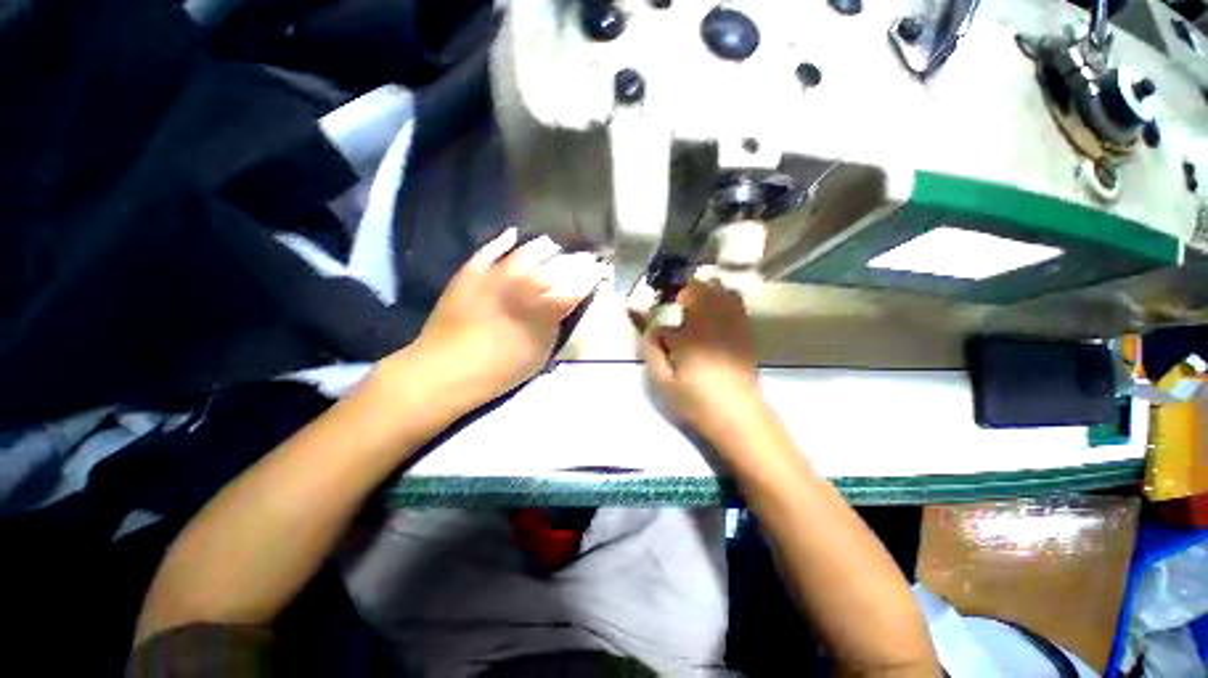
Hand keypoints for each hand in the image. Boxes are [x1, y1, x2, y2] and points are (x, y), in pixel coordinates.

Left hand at [404, 228, 606, 411]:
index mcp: (547, 306)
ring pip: (527, 250)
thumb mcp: (541, 352)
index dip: (590, 276)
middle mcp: (526, 282)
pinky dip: (503, 241)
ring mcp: (497, 273)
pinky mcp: (472, 271)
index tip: (598, 270)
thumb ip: (556, 324)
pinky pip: (491, 249)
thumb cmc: (502, 369)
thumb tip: (563, 304)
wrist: (446, 369)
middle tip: (582, 257)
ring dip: (543, 248)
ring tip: (551, 246)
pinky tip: (512, 235)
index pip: (578, 284)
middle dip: (574, 261)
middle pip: (557, 264)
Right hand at [640, 281, 764, 440]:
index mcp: (689, 335)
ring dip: (706, 292)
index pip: (665, 322)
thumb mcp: (664, 383)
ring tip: (697, 307)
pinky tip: (716, 315)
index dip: (657, 330)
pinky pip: (737, 303)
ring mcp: (732, 325)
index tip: (656, 338)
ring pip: (721, 291)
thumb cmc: (697, 402)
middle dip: (684, 293)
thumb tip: (649, 334)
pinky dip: (724, 299)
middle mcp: (712, 322)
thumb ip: (652, 354)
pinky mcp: (745, 332)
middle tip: (677, 308)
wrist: (739, 417)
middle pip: (699, 289)